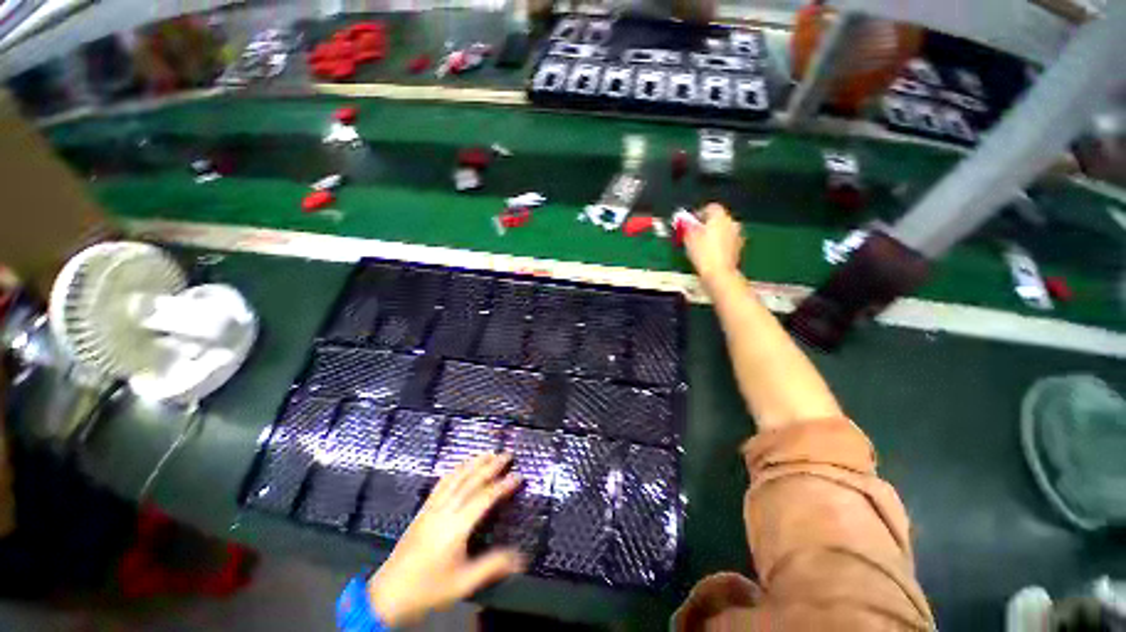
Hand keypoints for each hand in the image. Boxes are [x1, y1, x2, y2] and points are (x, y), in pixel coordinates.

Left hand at [367, 453, 524, 626]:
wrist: (388, 594)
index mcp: (455, 527)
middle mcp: (444, 511)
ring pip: (455, 477)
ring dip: (473, 463)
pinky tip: (462, 467)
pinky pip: (442, 483)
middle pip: (470, 481)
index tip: (518, 475)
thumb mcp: (463, 583)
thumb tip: (521, 559)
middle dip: (490, 466)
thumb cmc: (428, 589)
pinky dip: (455, 470)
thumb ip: (492, 566)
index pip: (484, 498)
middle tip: (507, 454)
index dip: (503, 485)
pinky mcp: (423, 509)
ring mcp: (431, 508)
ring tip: (488, 453)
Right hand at [684, 203, 744, 287]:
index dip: (698, 214)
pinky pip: (727, 241)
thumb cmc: (703, 253)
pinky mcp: (738, 248)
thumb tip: (683, 221)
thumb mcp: (688, 238)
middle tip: (693, 233)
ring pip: (723, 230)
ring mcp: (737, 235)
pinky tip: (709, 253)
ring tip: (700, 245)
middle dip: (706, 224)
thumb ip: (686, 226)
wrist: (719, 273)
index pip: (710, 207)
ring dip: (713, 234)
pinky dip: (719, 244)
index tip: (689, 222)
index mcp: (720, 216)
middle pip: (718, 218)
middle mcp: (731, 222)